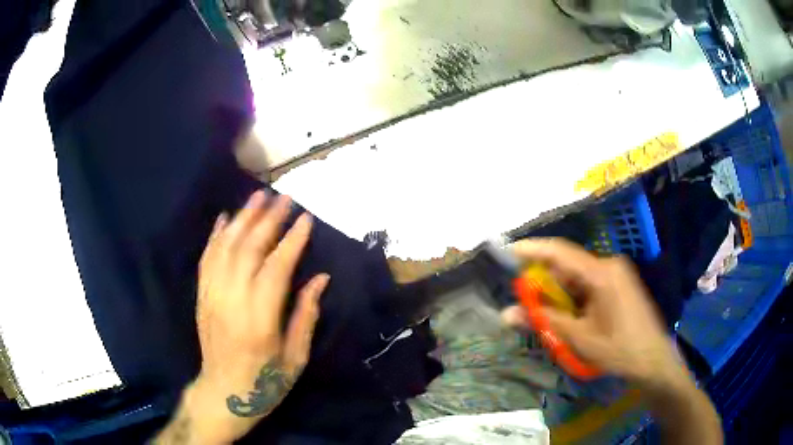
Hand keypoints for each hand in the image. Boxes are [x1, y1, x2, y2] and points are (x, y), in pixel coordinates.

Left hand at [159, 191, 328, 443]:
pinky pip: (206, 259)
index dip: (292, 241)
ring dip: (242, 218)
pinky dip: (216, 235)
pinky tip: (225, 218)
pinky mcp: (201, 297)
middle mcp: (232, 303)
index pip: (276, 269)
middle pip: (248, 250)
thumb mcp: (295, 359)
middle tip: (284, 198)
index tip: (306, 218)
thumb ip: (306, 316)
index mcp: (259, 322)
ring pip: (225, 248)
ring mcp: (212, 297)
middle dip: (268, 219)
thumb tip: (320, 278)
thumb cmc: (265, 383)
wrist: (222, 395)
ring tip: (258, 196)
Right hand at [502, 238, 679, 386]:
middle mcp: (609, 266)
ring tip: (543, 312)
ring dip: (558, 291)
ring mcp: (616, 274)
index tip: (508, 252)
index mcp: (602, 273)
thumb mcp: (579, 338)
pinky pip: (589, 284)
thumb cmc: (619, 349)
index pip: (561, 252)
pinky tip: (566, 314)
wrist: (654, 360)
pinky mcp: (619, 285)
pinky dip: (573, 296)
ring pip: (578, 276)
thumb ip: (544, 321)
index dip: (532, 249)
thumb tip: (507, 313)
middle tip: (523, 297)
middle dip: (544, 279)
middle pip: (568, 265)